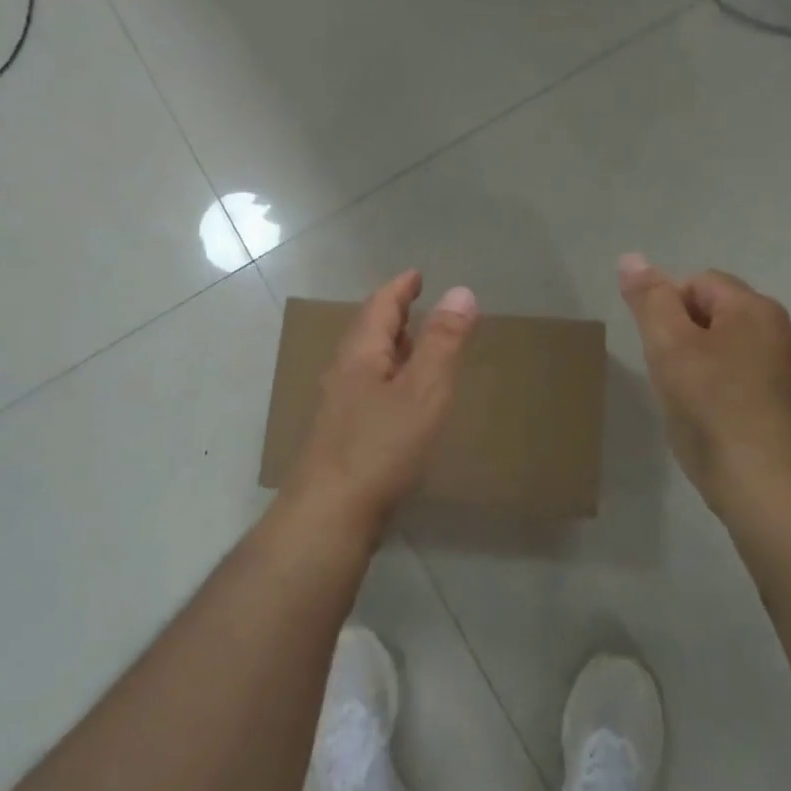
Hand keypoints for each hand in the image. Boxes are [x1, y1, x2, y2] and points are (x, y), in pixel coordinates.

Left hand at [289, 269, 479, 534]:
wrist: (329, 516)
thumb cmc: (380, 447)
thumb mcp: (423, 389)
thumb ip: (443, 342)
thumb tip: (461, 291)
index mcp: (361, 355)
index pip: (380, 307)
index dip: (400, 288)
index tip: (416, 275)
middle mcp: (344, 374)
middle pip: (368, 332)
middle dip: (392, 314)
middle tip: (415, 303)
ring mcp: (339, 409)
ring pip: (366, 364)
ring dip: (390, 347)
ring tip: (412, 344)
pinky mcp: (342, 438)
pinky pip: (368, 391)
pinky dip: (388, 378)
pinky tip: (400, 399)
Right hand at [618, 253, 790, 518]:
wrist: (770, 489)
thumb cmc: (712, 410)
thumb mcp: (668, 348)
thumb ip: (649, 300)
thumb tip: (631, 258)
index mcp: (755, 309)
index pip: (698, 282)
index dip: (667, 310)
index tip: (658, 351)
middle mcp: (785, 331)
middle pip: (719, 315)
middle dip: (687, 338)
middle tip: (670, 378)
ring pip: (736, 350)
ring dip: (708, 366)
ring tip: (691, 405)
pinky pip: (753, 382)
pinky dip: (731, 393)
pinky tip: (718, 426)